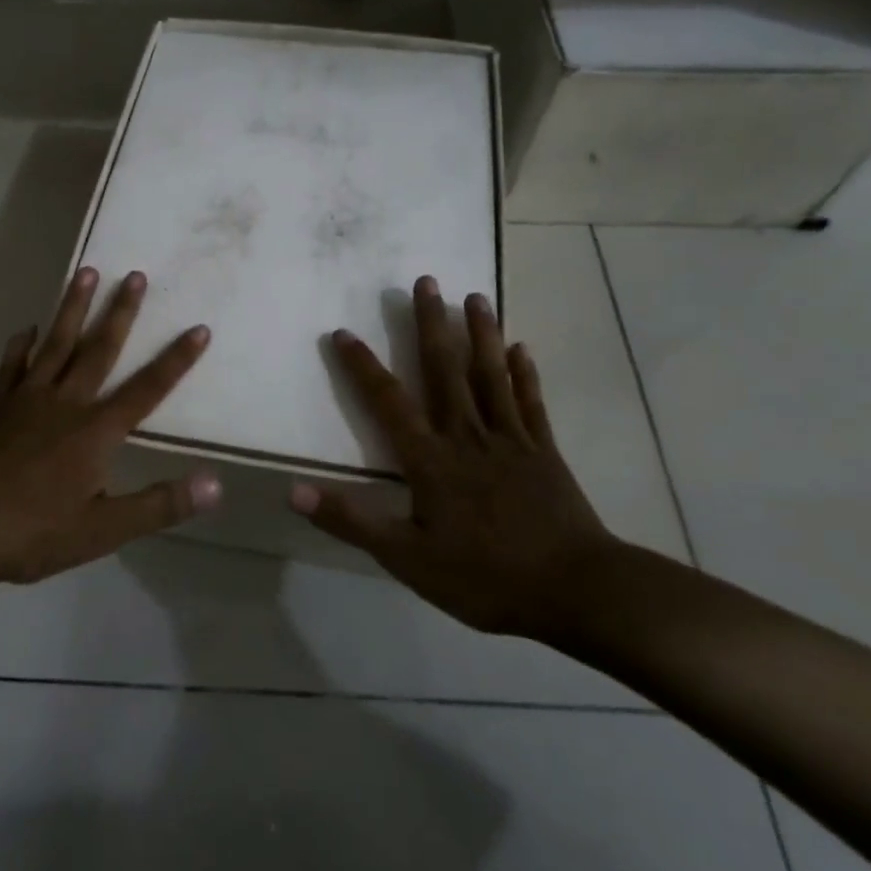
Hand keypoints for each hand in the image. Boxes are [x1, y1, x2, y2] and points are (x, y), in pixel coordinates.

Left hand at [0, 267, 219, 586]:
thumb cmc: (33, 533)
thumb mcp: (104, 530)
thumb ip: (159, 505)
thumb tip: (216, 484)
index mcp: (96, 432)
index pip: (147, 389)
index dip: (176, 360)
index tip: (199, 328)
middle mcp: (65, 403)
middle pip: (99, 350)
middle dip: (120, 312)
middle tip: (135, 275)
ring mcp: (25, 399)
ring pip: (56, 344)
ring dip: (73, 308)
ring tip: (86, 273)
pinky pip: (12, 365)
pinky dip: (22, 344)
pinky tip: (28, 329)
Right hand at [290, 276, 618, 639]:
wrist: (576, 590)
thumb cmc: (485, 576)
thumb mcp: (407, 558)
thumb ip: (351, 521)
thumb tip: (293, 490)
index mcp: (430, 459)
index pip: (388, 401)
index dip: (362, 366)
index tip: (343, 332)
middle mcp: (467, 435)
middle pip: (445, 369)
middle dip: (431, 324)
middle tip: (426, 280)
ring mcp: (510, 439)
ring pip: (490, 375)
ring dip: (481, 333)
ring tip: (475, 296)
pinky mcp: (543, 451)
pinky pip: (531, 403)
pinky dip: (524, 374)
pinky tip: (521, 347)